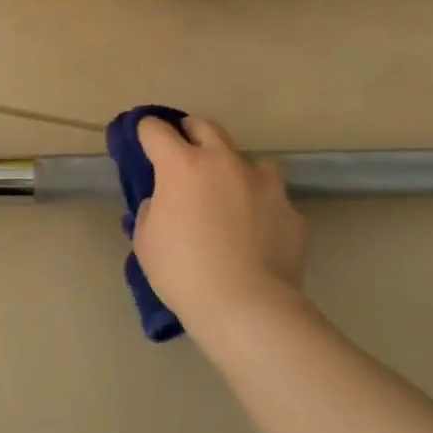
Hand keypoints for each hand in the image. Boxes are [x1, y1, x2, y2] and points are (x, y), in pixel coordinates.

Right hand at [133, 115, 308, 335]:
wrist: (247, 306)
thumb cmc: (183, 271)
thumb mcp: (146, 241)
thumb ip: (152, 210)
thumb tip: (164, 202)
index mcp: (183, 166)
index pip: (156, 130)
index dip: (145, 131)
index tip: (142, 139)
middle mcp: (225, 162)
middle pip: (205, 126)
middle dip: (189, 131)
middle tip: (183, 150)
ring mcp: (264, 183)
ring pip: (247, 159)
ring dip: (232, 168)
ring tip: (228, 194)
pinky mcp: (290, 210)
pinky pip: (271, 198)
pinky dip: (260, 206)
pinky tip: (256, 232)